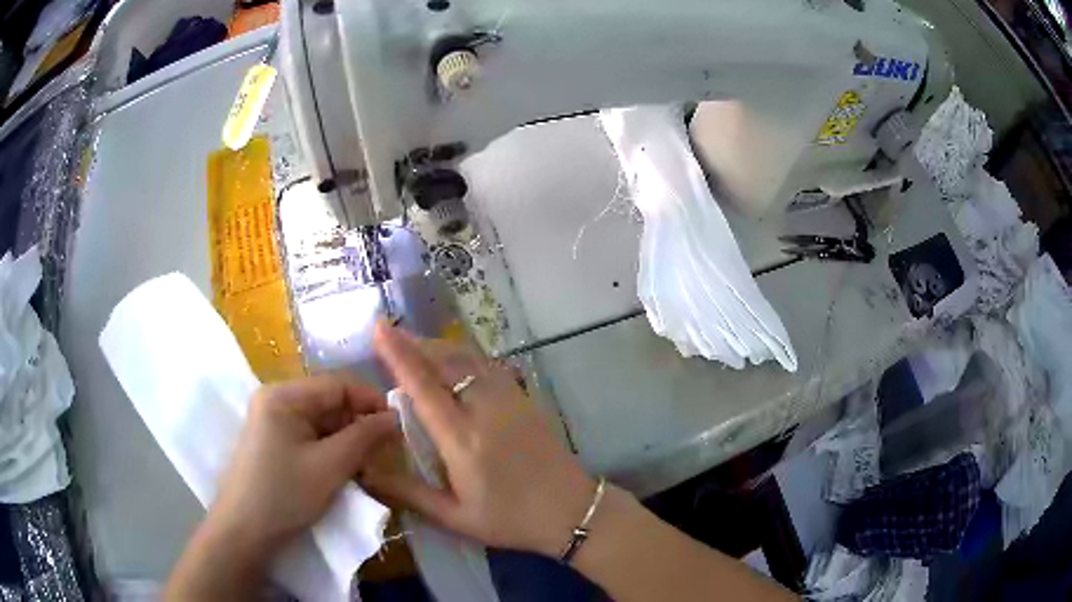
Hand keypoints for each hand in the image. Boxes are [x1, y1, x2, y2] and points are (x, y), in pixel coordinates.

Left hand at [207, 374, 398, 561]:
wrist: (244, 531)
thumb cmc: (284, 494)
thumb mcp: (330, 466)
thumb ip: (365, 437)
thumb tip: (395, 417)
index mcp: (283, 395)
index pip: (337, 384)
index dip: (371, 400)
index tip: (400, 425)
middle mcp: (276, 400)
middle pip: (329, 402)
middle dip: (360, 423)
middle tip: (389, 449)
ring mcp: (273, 421)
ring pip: (322, 421)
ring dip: (348, 439)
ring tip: (371, 462)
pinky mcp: (274, 442)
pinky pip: (311, 436)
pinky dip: (332, 450)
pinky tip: (347, 468)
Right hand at [361, 322, 596, 556]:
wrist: (572, 510)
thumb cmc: (510, 519)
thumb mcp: (455, 517)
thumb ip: (408, 493)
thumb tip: (365, 470)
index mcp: (462, 439)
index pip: (423, 385)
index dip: (399, 354)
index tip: (380, 329)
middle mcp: (485, 409)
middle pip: (446, 361)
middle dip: (415, 343)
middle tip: (390, 334)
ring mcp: (509, 399)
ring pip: (468, 358)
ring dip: (438, 346)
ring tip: (415, 344)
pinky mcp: (524, 399)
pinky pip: (487, 365)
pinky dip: (463, 355)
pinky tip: (454, 360)